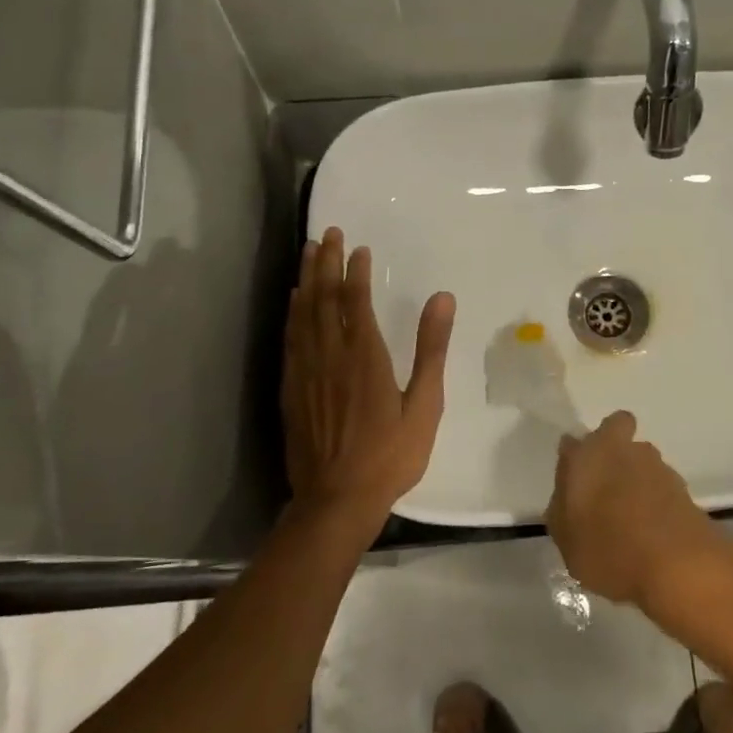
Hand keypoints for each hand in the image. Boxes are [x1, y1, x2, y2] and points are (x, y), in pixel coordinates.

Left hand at [282, 228, 455, 542]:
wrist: (336, 499)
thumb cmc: (390, 455)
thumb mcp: (424, 405)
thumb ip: (431, 349)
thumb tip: (443, 298)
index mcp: (365, 357)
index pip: (356, 301)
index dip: (356, 271)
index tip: (359, 248)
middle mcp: (330, 355)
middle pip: (324, 298)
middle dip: (326, 263)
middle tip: (328, 233)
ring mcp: (305, 372)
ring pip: (302, 314)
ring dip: (306, 279)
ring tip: (308, 253)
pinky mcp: (291, 389)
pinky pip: (290, 338)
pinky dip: (292, 313)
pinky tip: (294, 301)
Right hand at [546, 411, 731, 612]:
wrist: (678, 567)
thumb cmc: (609, 550)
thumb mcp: (566, 540)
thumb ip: (562, 509)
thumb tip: (567, 495)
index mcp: (589, 455)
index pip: (572, 442)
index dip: (573, 458)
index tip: (573, 482)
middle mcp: (624, 449)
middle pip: (616, 433)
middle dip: (612, 451)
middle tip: (604, 488)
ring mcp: (658, 466)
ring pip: (641, 459)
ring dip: (636, 477)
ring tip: (630, 518)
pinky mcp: (683, 487)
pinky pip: (660, 485)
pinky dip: (655, 500)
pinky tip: (651, 531)